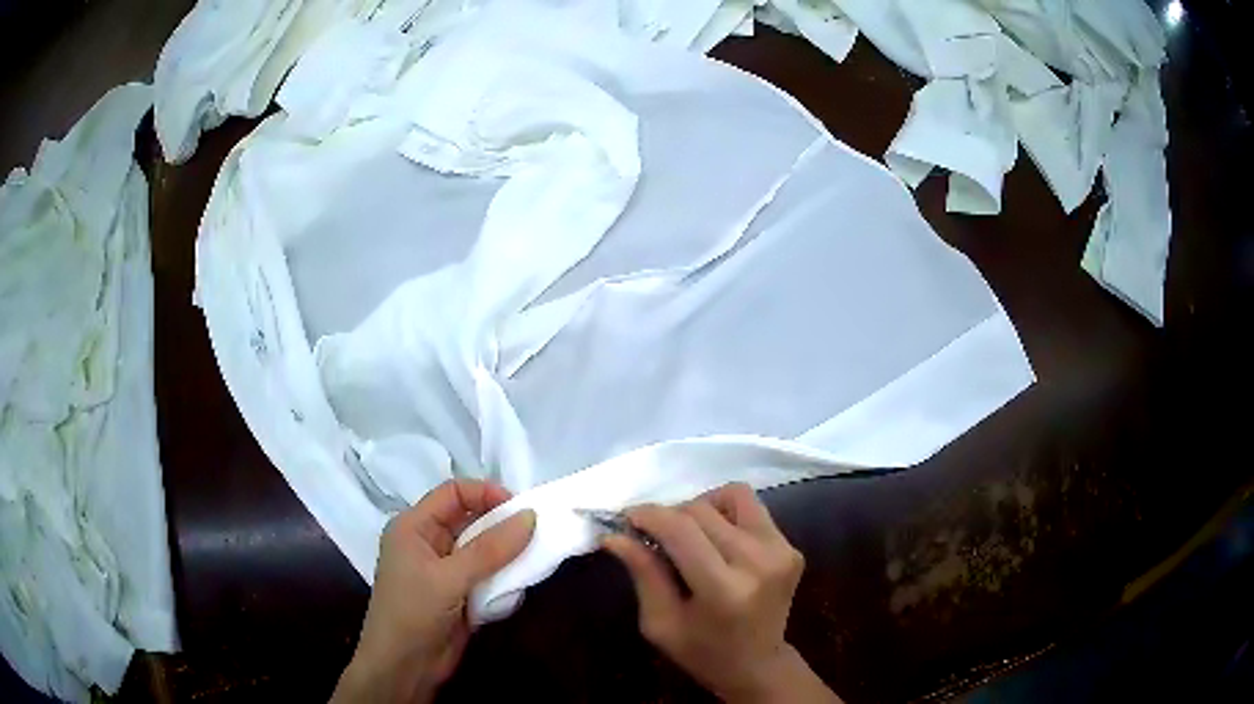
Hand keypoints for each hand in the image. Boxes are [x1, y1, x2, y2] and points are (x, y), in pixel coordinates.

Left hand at [332, 480, 535, 703]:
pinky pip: (487, 575)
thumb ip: (490, 549)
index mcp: (414, 526)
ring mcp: (445, 570)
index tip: (521, 509)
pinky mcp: (459, 594)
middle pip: (470, 520)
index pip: (453, 493)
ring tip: (535, 557)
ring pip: (482, 550)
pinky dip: (504, 577)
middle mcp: (429, 542)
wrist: (404, 666)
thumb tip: (530, 516)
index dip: (486, 493)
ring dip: (506, 554)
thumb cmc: (413, 612)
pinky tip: (520, 583)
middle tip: (537, 533)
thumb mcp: (448, 577)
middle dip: (502, 525)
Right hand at [603, 483, 840, 703]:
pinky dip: (727, 516)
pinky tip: (717, 542)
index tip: (627, 519)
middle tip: (655, 537)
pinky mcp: (792, 547)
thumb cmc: (701, 652)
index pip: (681, 530)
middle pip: (702, 509)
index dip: (649, 515)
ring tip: (690, 536)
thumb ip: (643, 574)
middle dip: (670, 515)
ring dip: (703, 508)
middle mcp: (758, 563)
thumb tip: (615, 534)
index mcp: (723, 590)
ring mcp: (782, 552)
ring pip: (732, 496)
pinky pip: (752, 508)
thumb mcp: (660, 622)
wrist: (758, 665)